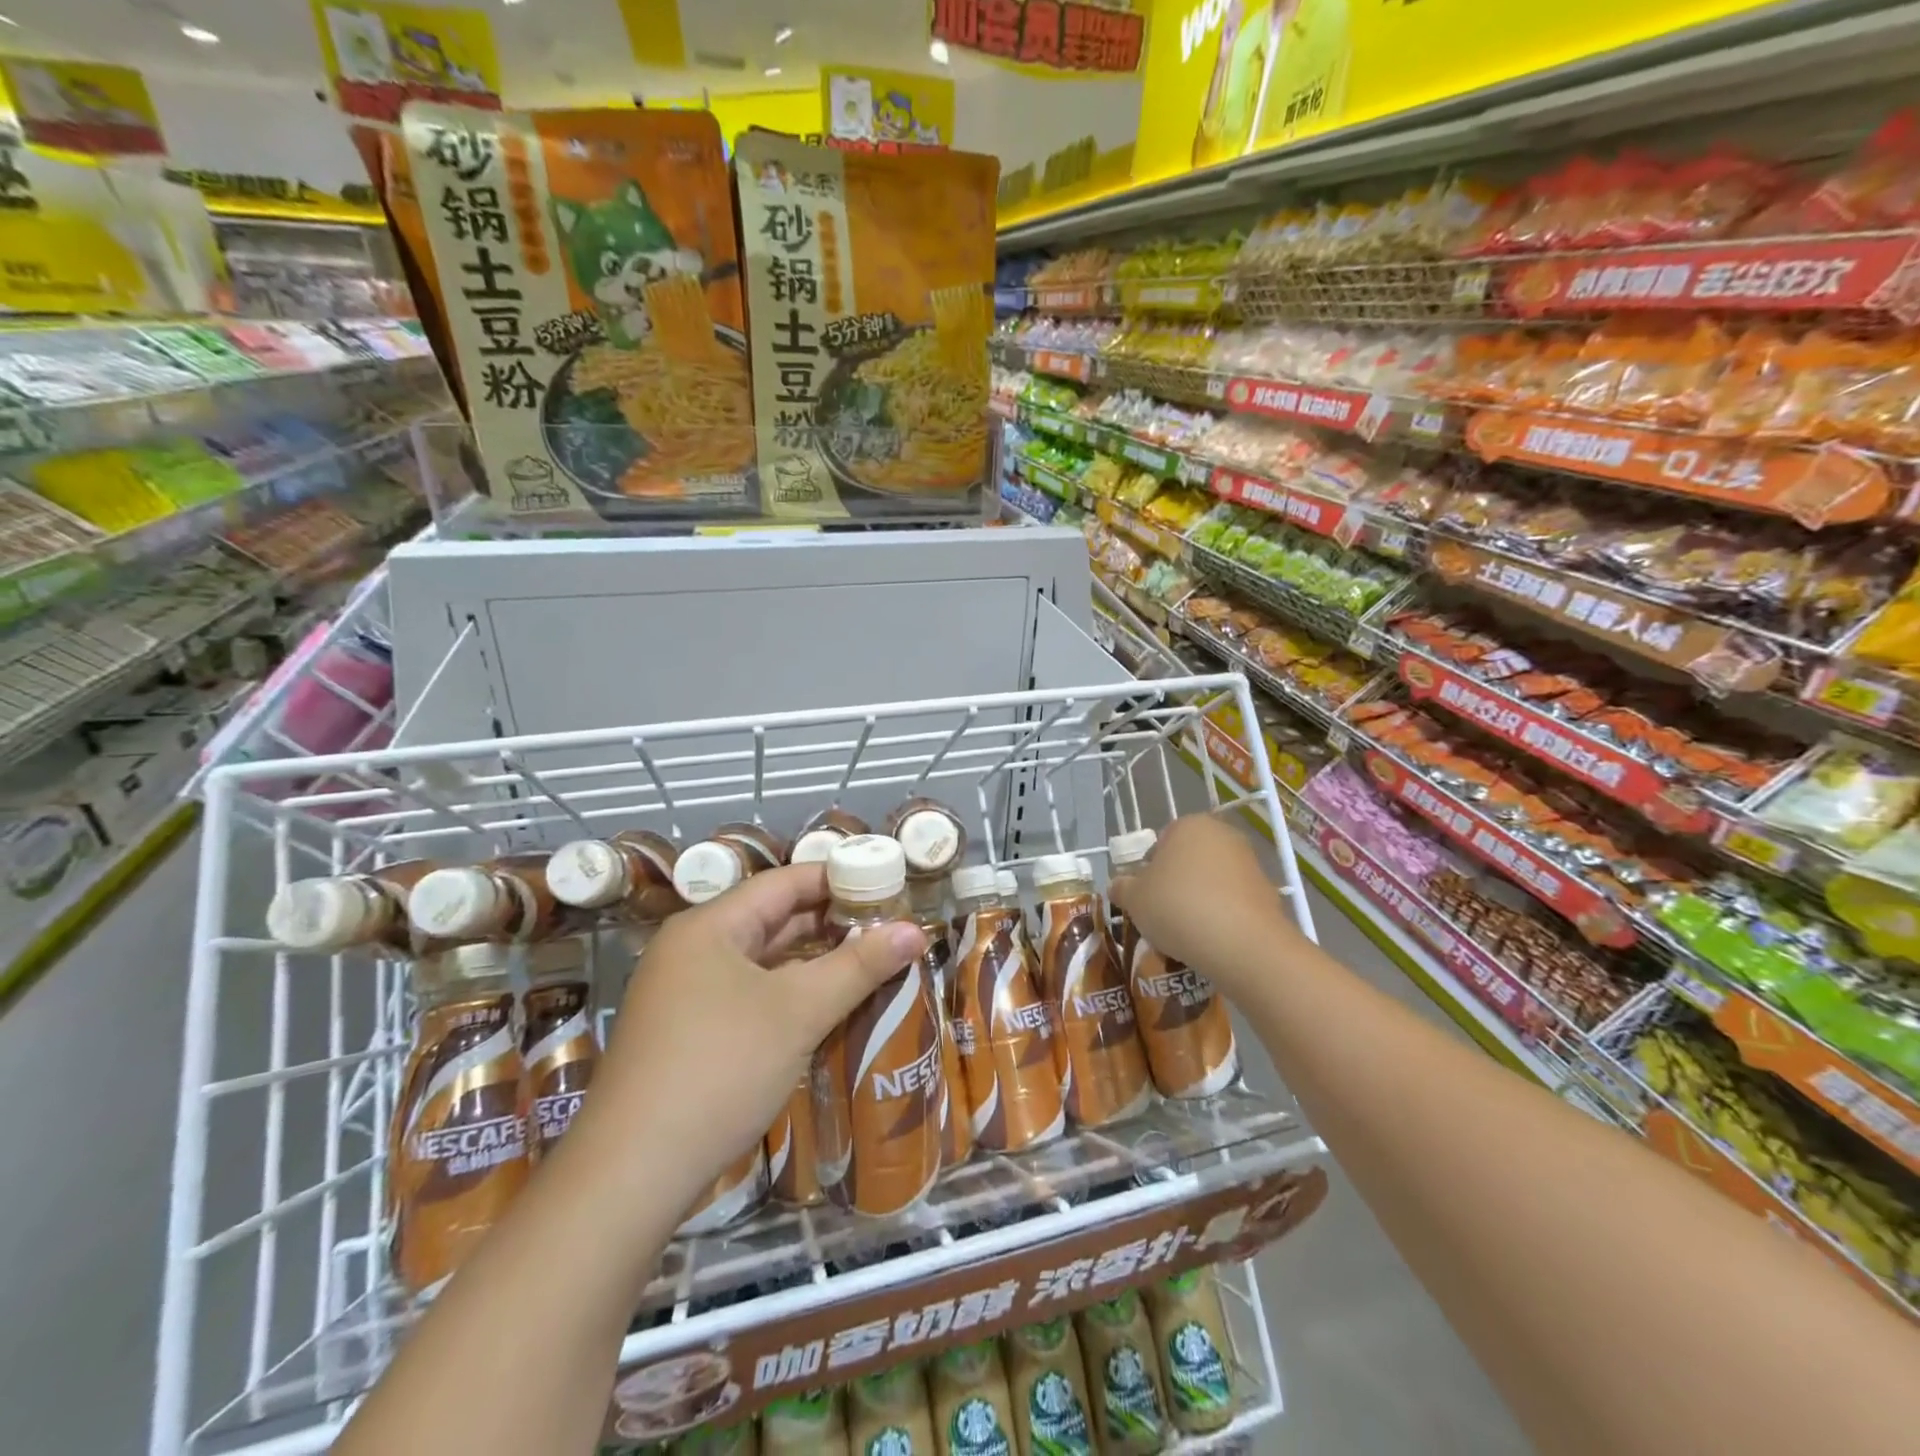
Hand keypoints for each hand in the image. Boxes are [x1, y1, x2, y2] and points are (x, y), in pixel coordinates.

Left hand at [576, 864, 925, 1213]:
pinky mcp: (685, 1034)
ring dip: (812, 961)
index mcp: (710, 927)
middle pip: (772, 919)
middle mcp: (692, 949)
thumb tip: (915, 930)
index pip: (784, 882)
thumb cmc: (721, 1068)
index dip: (838, 880)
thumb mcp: (799, 1011)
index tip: (887, 887)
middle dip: (830, 923)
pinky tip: (824, 1006)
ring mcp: (684, 994)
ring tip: (868, 962)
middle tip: (887, 928)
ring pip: (761, 961)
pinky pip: (748, 995)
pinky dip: (788, 994)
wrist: (631, 1175)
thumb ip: (859, 966)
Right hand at [1108, 814, 1299, 995]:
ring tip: (1186, 932)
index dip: (1149, 870)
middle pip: (1189, 859)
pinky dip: (1222, 915)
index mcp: (1189, 825)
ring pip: (1212, 881)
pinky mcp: (1268, 892)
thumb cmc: (1178, 907)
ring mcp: (1250, 863)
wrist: (1242, 944)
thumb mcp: (1134, 899)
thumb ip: (1122, 887)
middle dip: (1176, 883)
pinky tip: (1212, 939)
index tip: (1145, 896)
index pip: (1161, 842)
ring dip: (1199, 899)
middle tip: (1162, 913)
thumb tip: (1118, 886)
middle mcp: (1223, 835)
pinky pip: (1233, 901)